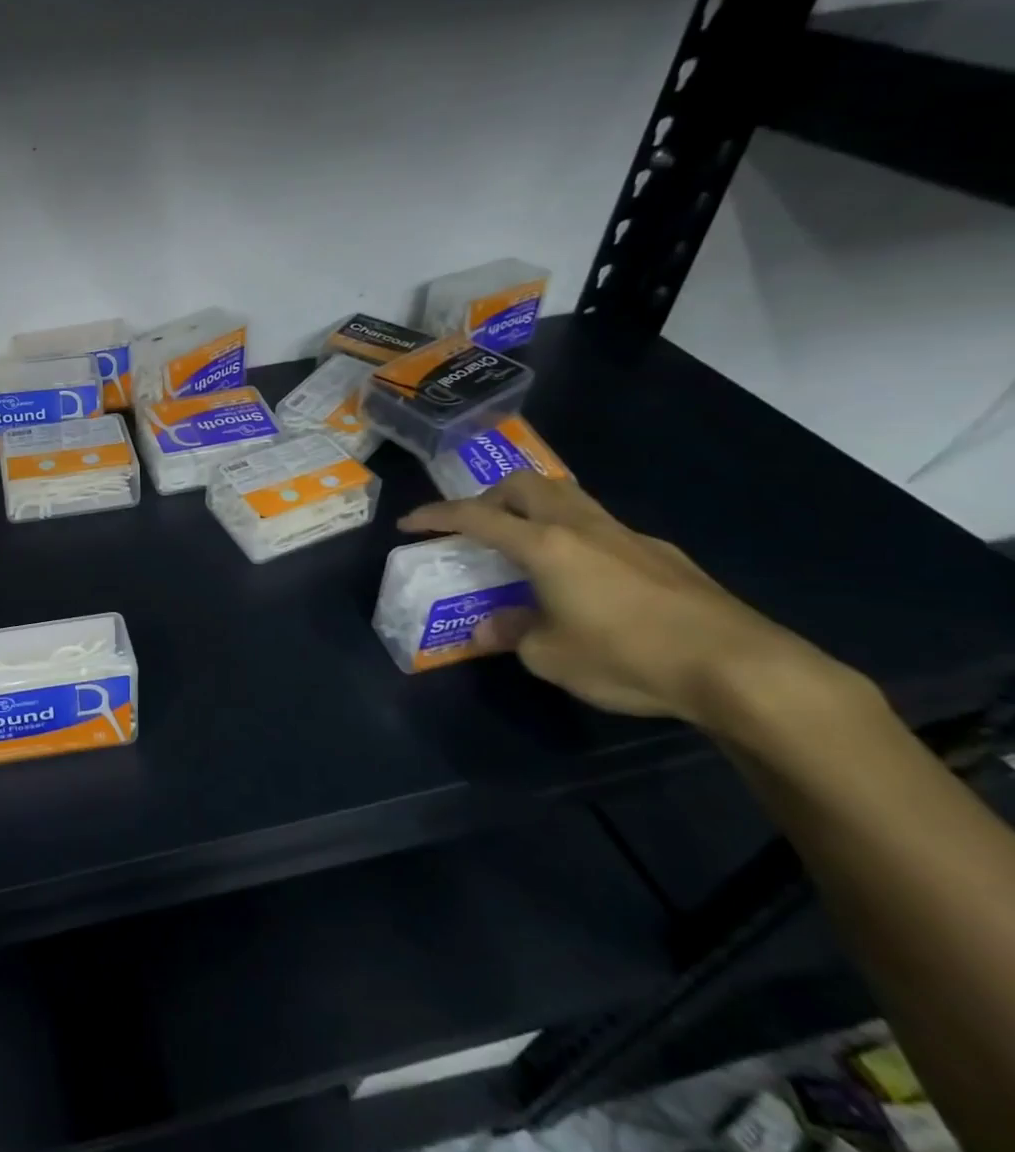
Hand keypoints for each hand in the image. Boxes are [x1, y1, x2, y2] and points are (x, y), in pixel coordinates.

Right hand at [397, 473, 833, 726]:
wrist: (740, 667)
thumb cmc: (628, 655)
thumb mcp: (551, 657)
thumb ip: (512, 634)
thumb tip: (488, 628)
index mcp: (544, 544)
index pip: (475, 516)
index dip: (436, 516)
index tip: (409, 523)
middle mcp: (581, 526)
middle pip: (525, 484)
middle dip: (489, 498)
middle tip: (476, 527)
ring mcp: (626, 534)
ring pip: (567, 497)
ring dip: (533, 508)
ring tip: (524, 543)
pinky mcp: (661, 553)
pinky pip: (600, 526)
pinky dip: (573, 535)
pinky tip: (584, 577)